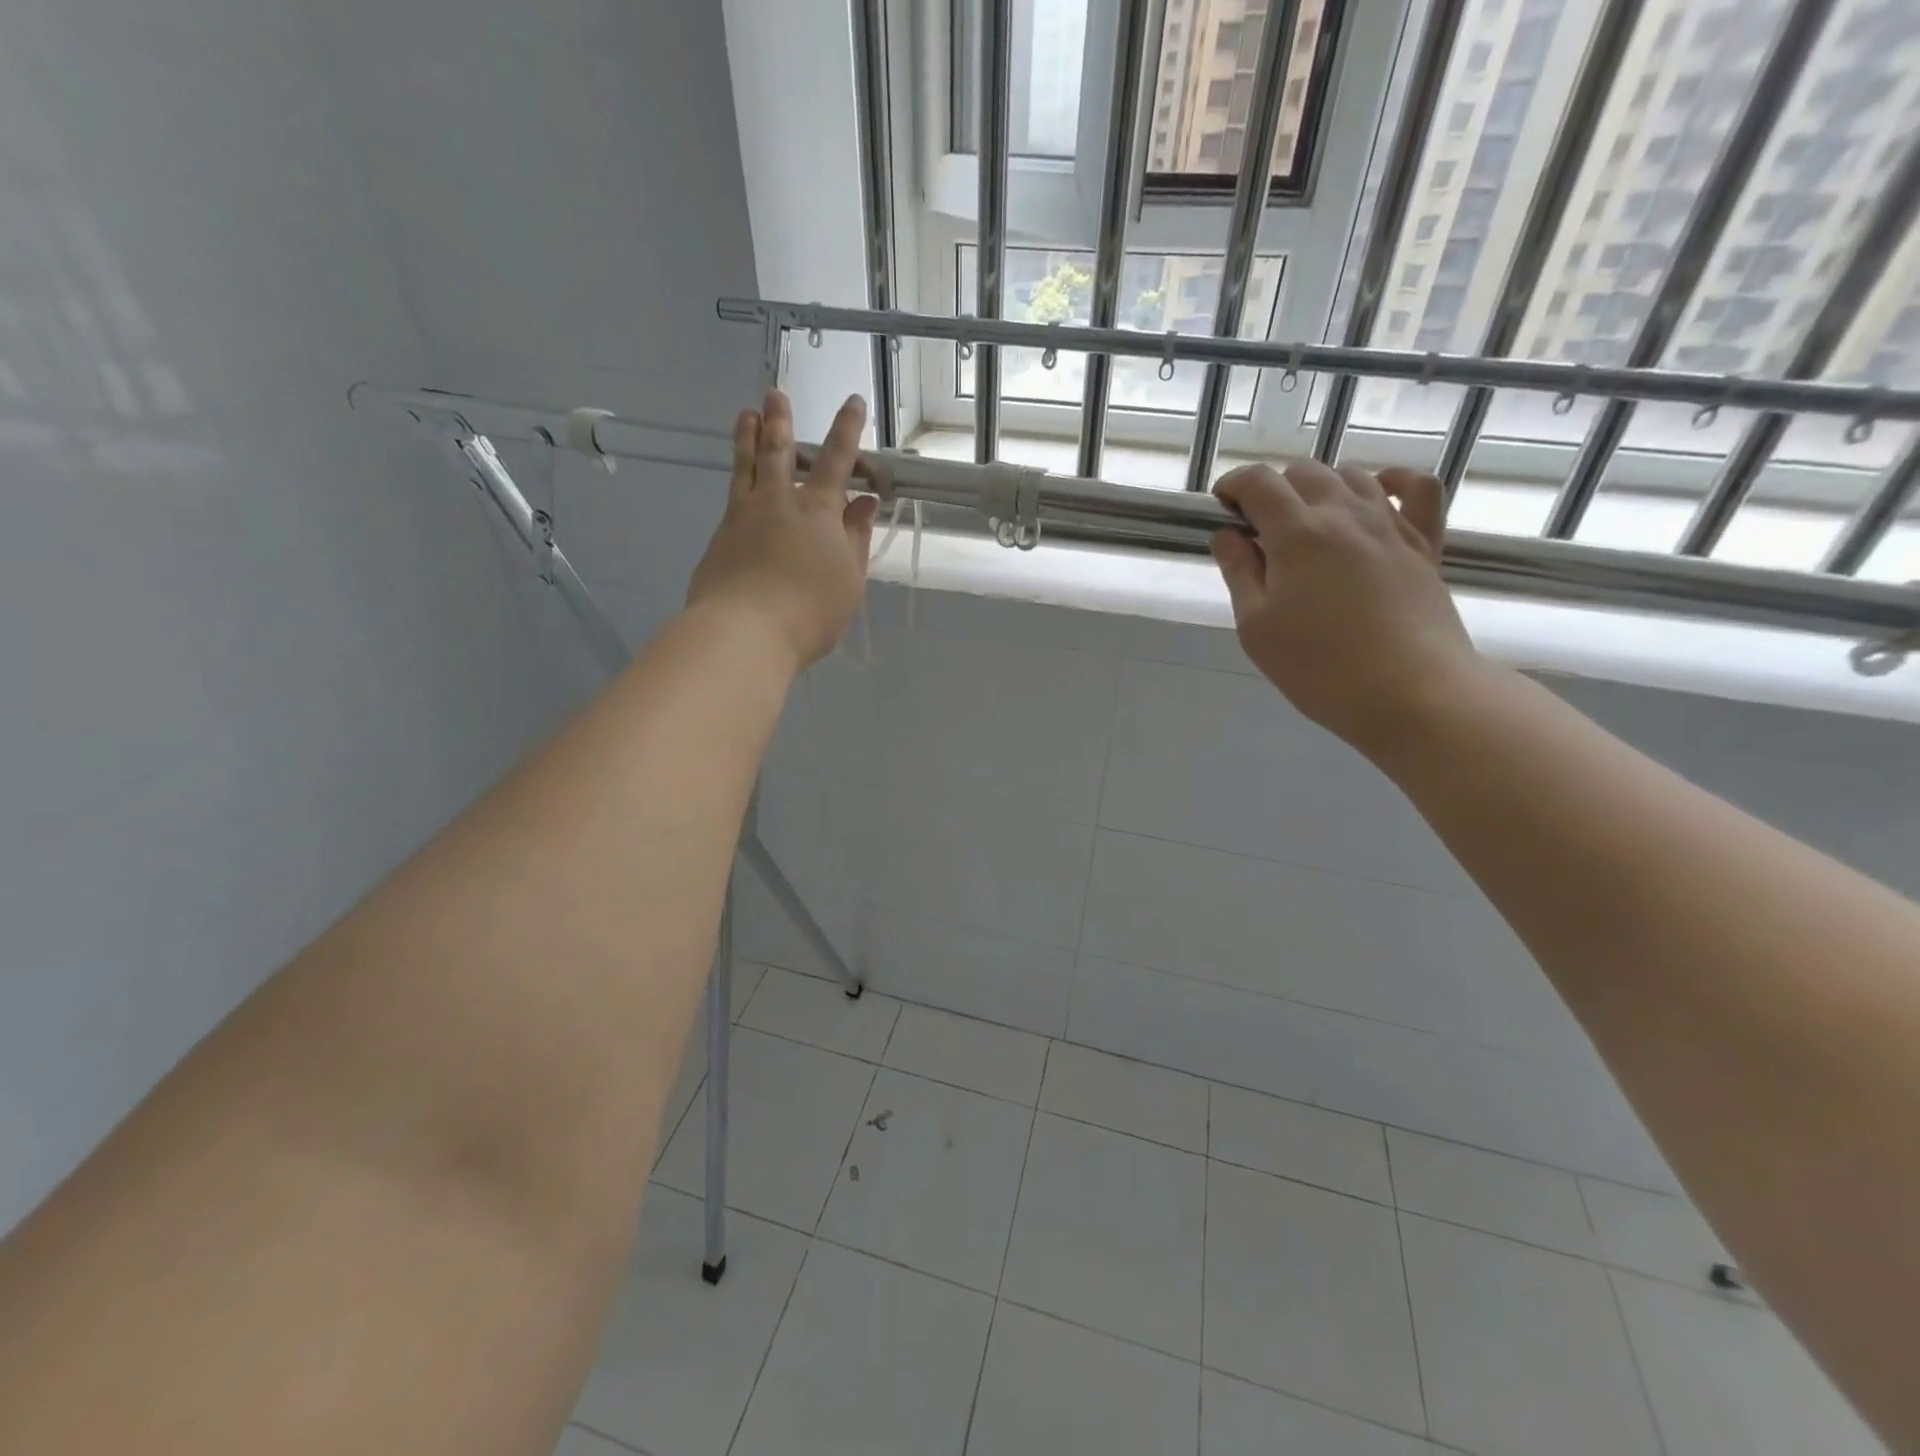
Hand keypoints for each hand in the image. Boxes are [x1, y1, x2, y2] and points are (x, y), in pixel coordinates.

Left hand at [686, 389, 880, 672]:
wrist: (746, 631)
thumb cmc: (811, 609)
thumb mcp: (849, 578)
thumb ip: (856, 537)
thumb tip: (865, 502)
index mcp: (818, 511)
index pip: (837, 460)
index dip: (847, 430)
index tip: (853, 402)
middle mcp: (778, 502)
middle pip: (779, 452)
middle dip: (780, 421)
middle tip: (774, 394)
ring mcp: (743, 516)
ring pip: (746, 466)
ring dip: (747, 437)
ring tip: (746, 414)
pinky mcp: (719, 537)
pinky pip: (732, 497)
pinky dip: (737, 480)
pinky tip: (738, 484)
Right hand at [1210, 460, 1485, 759]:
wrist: (1411, 692)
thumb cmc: (1319, 667)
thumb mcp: (1257, 627)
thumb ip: (1239, 572)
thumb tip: (1227, 534)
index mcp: (1297, 532)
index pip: (1258, 481)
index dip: (1232, 486)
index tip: (1221, 511)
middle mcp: (1345, 513)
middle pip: (1303, 472)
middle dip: (1273, 490)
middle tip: (1259, 532)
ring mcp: (1390, 524)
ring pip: (1352, 475)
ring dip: (1320, 488)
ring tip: (1307, 525)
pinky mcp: (1424, 543)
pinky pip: (1418, 489)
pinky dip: (1394, 481)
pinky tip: (1379, 495)